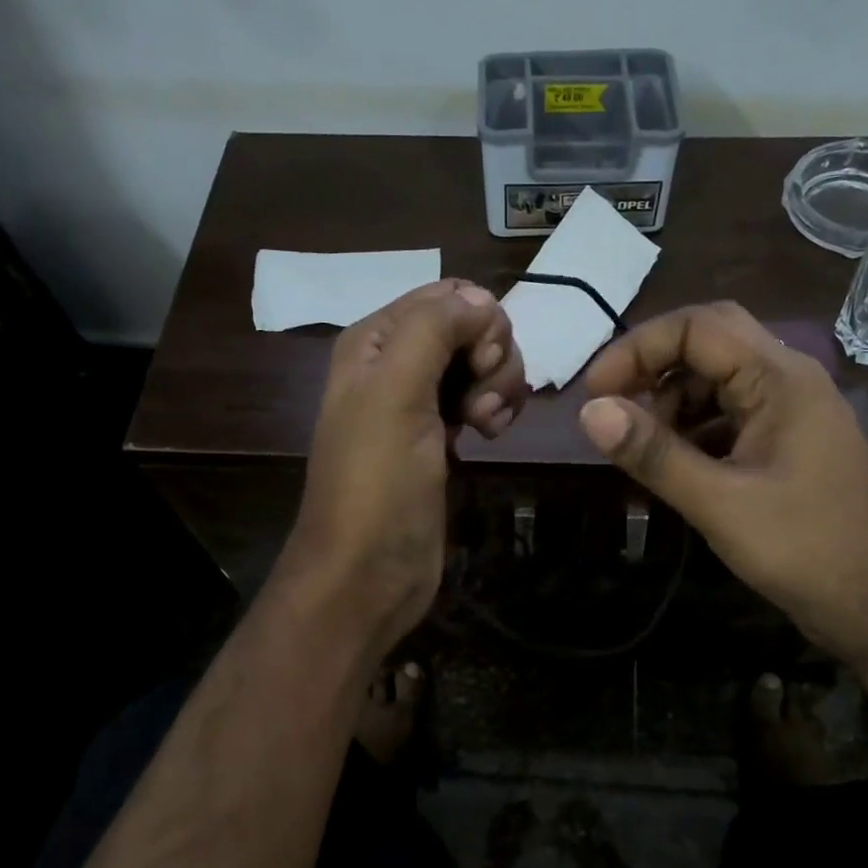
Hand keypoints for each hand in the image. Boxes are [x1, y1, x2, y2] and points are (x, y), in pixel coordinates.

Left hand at [280, 280, 526, 656]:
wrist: (369, 570)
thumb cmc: (378, 482)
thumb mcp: (396, 393)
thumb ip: (434, 329)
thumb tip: (480, 299)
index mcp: (375, 342)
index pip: (445, 296)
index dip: (477, 321)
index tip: (480, 363)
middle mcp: (396, 365)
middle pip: (469, 327)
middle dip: (492, 356)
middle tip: (482, 402)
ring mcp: (420, 404)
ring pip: (481, 364)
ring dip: (499, 385)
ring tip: (488, 424)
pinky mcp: (441, 440)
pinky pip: (481, 400)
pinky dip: (496, 409)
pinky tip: (492, 435)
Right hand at [576, 302, 867, 662]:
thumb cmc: (804, 549)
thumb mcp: (719, 503)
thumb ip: (654, 454)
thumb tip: (589, 412)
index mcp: (780, 378)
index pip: (698, 327)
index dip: (637, 348)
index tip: (594, 393)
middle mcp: (789, 381)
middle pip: (710, 343)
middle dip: (654, 367)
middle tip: (612, 406)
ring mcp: (792, 413)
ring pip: (719, 381)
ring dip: (672, 401)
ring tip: (641, 446)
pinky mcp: (788, 445)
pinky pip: (731, 416)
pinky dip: (694, 430)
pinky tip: (674, 465)